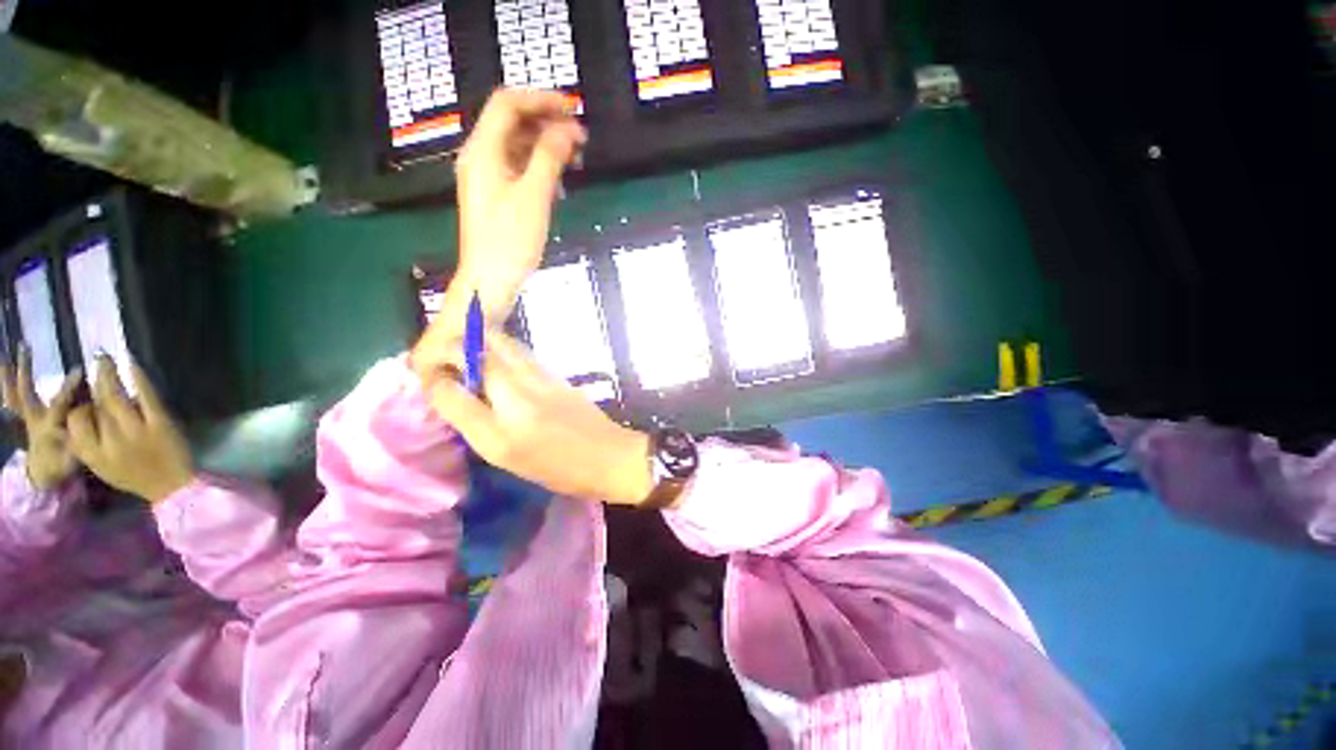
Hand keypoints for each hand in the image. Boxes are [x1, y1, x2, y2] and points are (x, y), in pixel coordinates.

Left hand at [0, 348, 82, 490]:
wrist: (44, 477)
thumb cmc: (64, 465)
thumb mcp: (76, 457)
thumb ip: (83, 436)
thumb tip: (95, 414)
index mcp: (49, 427)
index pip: (59, 403)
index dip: (69, 387)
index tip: (80, 371)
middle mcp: (34, 419)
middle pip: (26, 394)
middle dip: (25, 373)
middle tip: (24, 347)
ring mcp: (27, 418)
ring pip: (13, 394)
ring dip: (7, 376)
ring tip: (5, 356)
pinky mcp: (24, 418)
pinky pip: (12, 401)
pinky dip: (7, 388)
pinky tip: (6, 370)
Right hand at [66, 357, 193, 503]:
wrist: (173, 485)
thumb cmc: (135, 475)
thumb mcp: (101, 466)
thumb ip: (87, 444)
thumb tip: (78, 411)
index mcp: (94, 455)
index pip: (75, 423)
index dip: (77, 407)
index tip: (82, 396)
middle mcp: (111, 442)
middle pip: (94, 406)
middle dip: (92, 382)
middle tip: (92, 361)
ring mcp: (137, 431)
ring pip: (115, 397)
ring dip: (108, 373)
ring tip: (103, 357)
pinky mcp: (160, 423)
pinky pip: (146, 395)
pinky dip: (138, 377)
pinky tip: (132, 362)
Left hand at [412, 88, 585, 379]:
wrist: (490, 280)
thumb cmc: (509, 242)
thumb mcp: (533, 197)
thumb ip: (548, 158)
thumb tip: (566, 131)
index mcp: (483, 151)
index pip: (509, 104)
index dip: (541, 99)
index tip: (573, 110)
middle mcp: (481, 157)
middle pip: (513, 122)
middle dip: (547, 122)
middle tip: (580, 136)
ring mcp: (488, 177)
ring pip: (518, 145)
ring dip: (546, 145)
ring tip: (575, 157)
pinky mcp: (498, 195)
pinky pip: (519, 167)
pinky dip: (540, 166)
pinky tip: (558, 180)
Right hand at [425, 333, 652, 505]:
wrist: (609, 455)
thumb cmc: (557, 466)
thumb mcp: (505, 453)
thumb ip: (471, 418)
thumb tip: (445, 388)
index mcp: (506, 410)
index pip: (457, 374)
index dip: (435, 370)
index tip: (426, 374)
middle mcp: (522, 383)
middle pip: (483, 344)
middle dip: (455, 345)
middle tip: (443, 360)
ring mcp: (543, 374)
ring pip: (504, 344)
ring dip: (478, 344)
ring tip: (464, 361)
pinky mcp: (555, 375)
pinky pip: (521, 355)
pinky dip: (500, 353)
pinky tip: (495, 369)